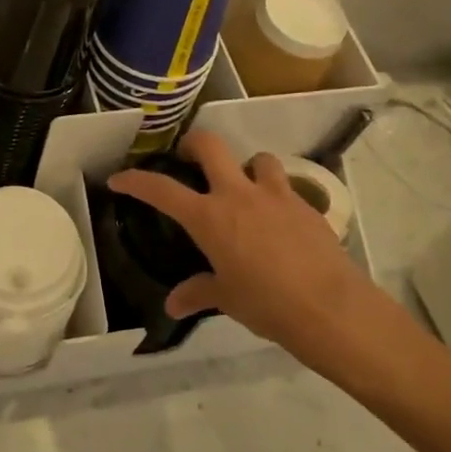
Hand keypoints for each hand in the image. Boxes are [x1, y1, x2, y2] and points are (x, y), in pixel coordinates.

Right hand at [108, 130, 401, 370]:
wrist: (330, 308)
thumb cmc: (267, 304)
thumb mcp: (226, 299)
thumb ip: (198, 293)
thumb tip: (172, 305)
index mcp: (209, 217)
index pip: (161, 190)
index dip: (136, 181)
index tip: (119, 178)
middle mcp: (239, 195)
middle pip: (210, 146)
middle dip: (193, 143)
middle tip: (187, 157)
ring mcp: (276, 195)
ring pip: (257, 158)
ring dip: (246, 167)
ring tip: (245, 189)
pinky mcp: (306, 204)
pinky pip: (286, 187)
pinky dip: (276, 195)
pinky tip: (278, 221)